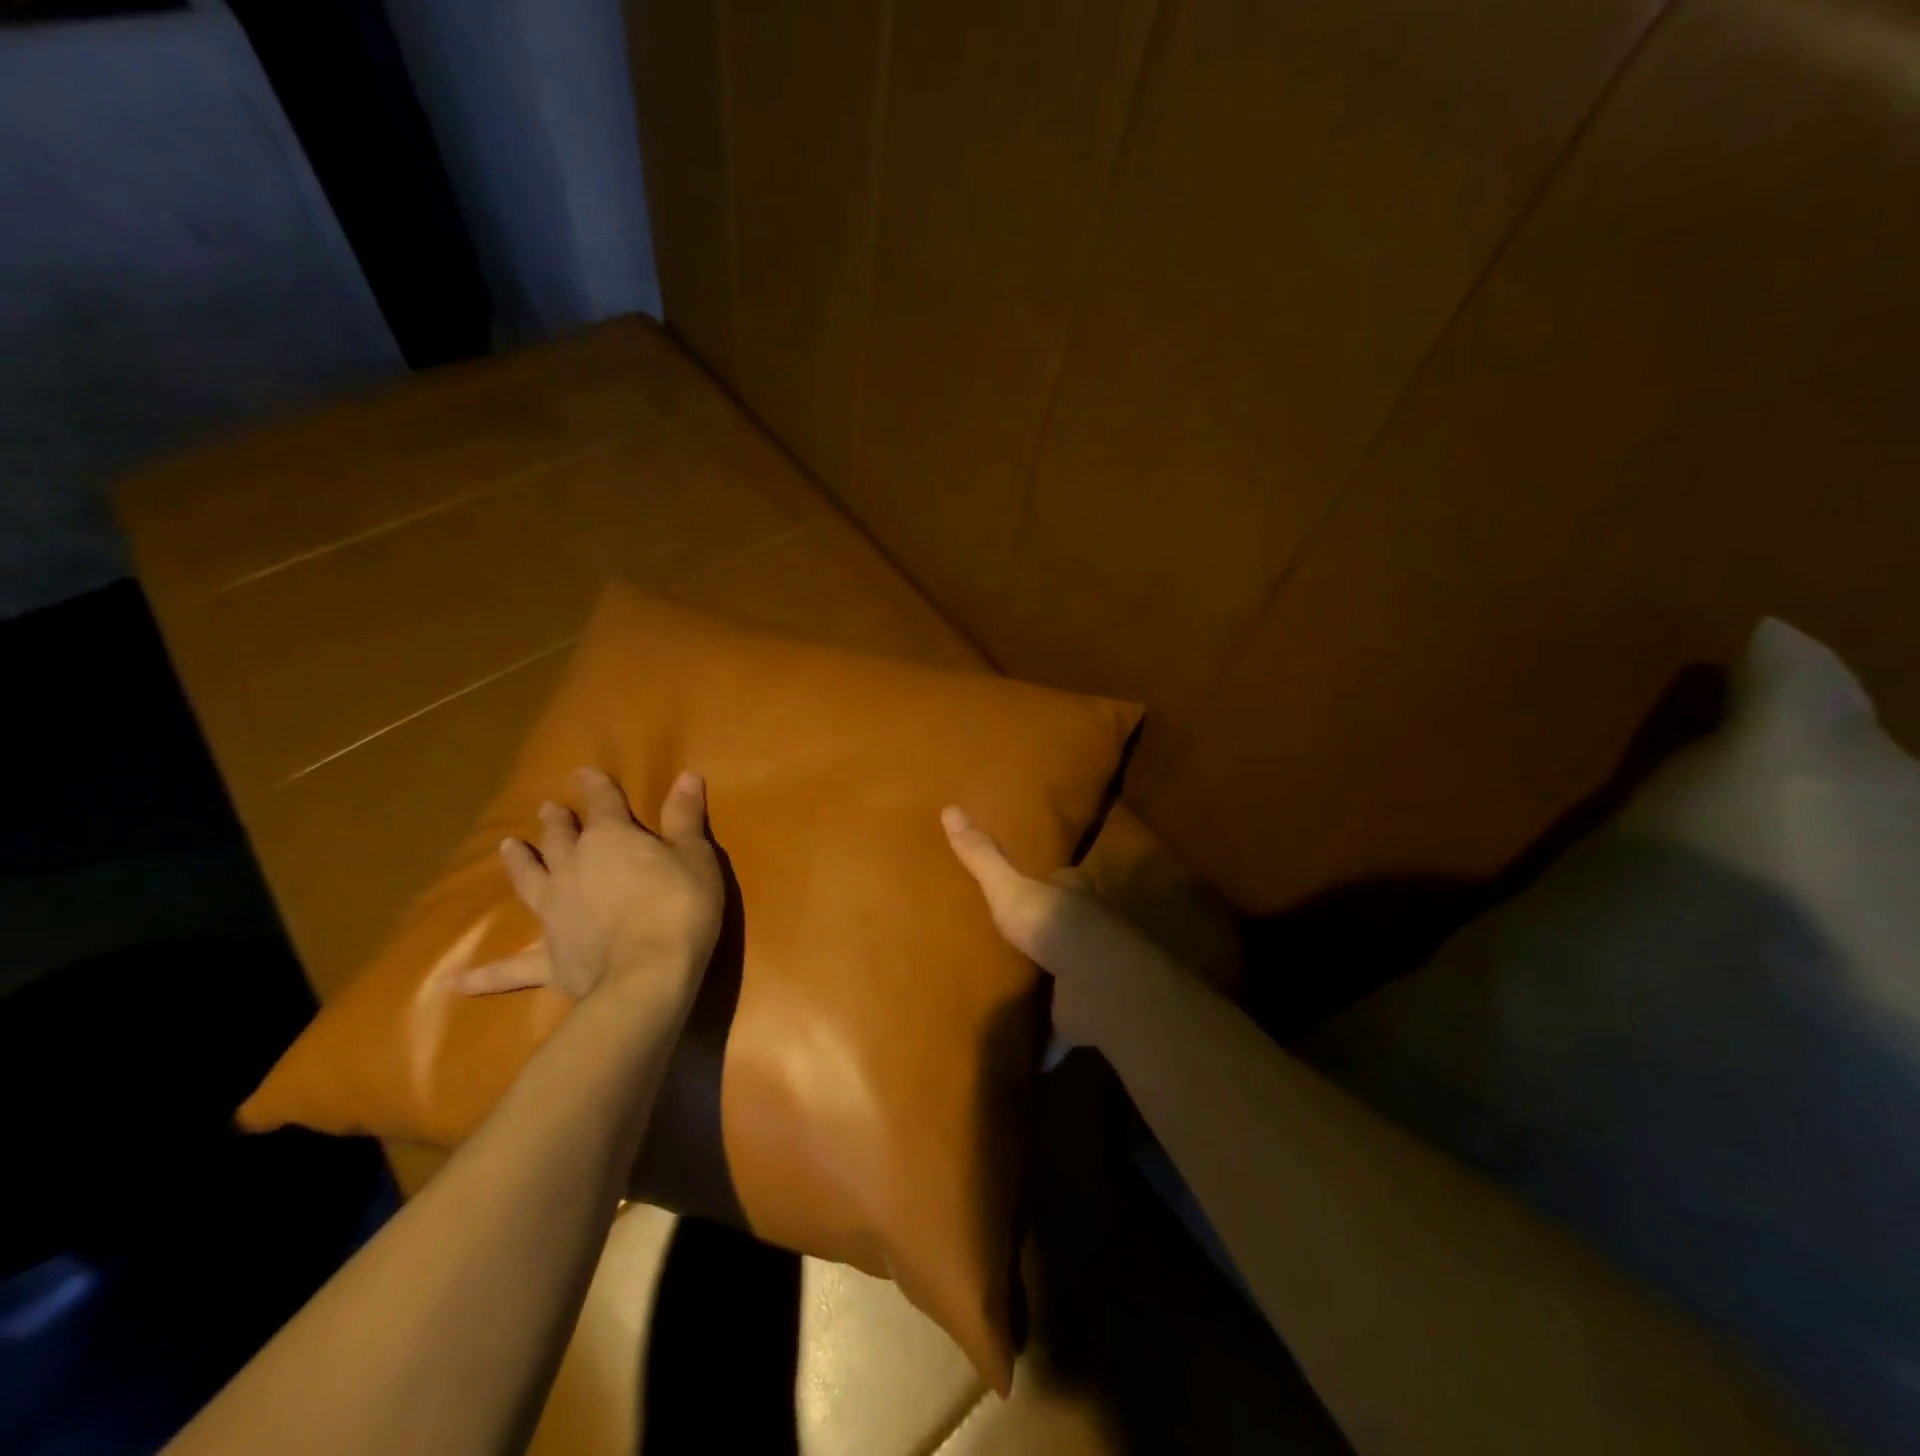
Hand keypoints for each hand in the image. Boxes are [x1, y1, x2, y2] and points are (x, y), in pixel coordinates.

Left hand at [457, 769, 723, 1006]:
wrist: (647, 975)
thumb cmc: (680, 907)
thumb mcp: (695, 856)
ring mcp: (554, 912)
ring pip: (530, 882)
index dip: (596, 787)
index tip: (585, 773)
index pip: (603, 803)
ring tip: (508, 847)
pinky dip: (485, 975)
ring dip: (518, 864)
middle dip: (556, 822)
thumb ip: (685, 817)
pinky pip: (511, 969)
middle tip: (548, 809)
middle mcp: (573, 868)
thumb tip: (687, 775)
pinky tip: (456, 982)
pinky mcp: (549, 958)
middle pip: (559, 838)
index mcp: (610, 839)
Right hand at [942, 804, 1151, 1050]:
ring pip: (1067, 975)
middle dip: (1047, 934)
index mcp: (1073, 895)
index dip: (1048, 882)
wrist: (1095, 981)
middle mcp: (1088, 930)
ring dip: (1051, 983)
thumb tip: (948, 809)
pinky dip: (1051, 1042)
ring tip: (1018, 988)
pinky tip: (1032, 1054)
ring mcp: (1088, 974)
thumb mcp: (1008, 888)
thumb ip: (981, 857)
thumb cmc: (1054, 924)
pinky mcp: (1083, 1014)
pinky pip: (1063, 1028)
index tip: (1025, 888)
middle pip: (1067, 927)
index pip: (1062, 880)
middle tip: (1015, 941)